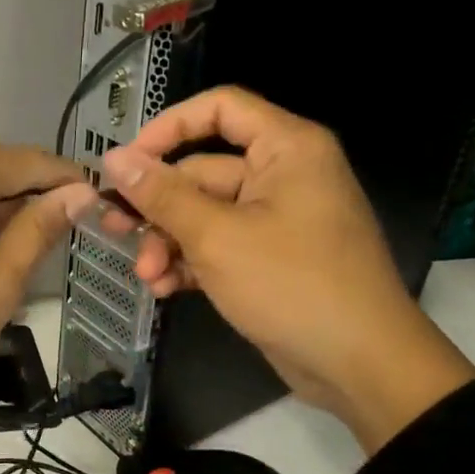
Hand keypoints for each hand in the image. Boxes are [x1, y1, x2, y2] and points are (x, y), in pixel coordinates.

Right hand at [101, 88, 474, 452]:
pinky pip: (220, 246)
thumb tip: (114, 159)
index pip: (220, 109)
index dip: (168, 128)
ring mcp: (277, 220)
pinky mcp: (270, 259)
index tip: (128, 162)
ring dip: (170, 242)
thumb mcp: (216, 237)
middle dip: (158, 208)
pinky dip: (191, 263)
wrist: (360, 364)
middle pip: (203, 172)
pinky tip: (165, 289)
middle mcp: (283, 175)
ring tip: (146, 277)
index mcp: (286, 149)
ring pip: (205, 214)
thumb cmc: (291, 285)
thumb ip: (162, 196)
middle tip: (114, 230)